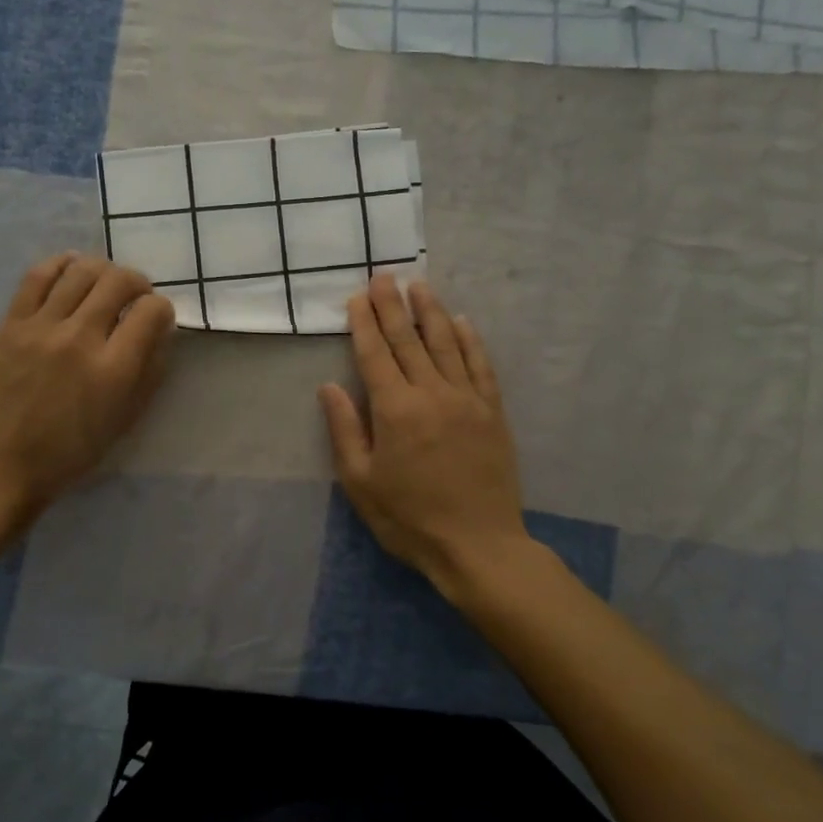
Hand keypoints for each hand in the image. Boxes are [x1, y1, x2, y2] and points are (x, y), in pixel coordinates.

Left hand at [0, 253, 174, 522]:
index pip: (151, 311)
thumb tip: (160, 331)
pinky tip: (71, 268)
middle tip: (135, 298)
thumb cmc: (69, 453)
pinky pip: (37, 276)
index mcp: (113, 370)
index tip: (157, 319)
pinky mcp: (10, 325)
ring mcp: (41, 328)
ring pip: (81, 270)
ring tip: (104, 284)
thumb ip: (149, 372)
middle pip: (119, 280)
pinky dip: (61, 264)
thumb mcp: (124, 420)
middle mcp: (80, 339)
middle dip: (138, 283)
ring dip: (103, 270)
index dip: (162, 309)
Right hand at [319, 275, 528, 591]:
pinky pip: (480, 365)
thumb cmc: (409, 519)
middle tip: (384, 275)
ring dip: (430, 311)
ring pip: (446, 343)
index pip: (375, 354)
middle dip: (393, 305)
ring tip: (419, 285)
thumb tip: (329, 386)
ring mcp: (467, 399)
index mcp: (395, 410)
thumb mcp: (361, 482)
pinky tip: (461, 321)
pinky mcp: (492, 411)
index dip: (364, 323)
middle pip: (409, 339)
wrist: (478, 546)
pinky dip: (470, 340)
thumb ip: (345, 430)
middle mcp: (432, 393)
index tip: (357, 297)